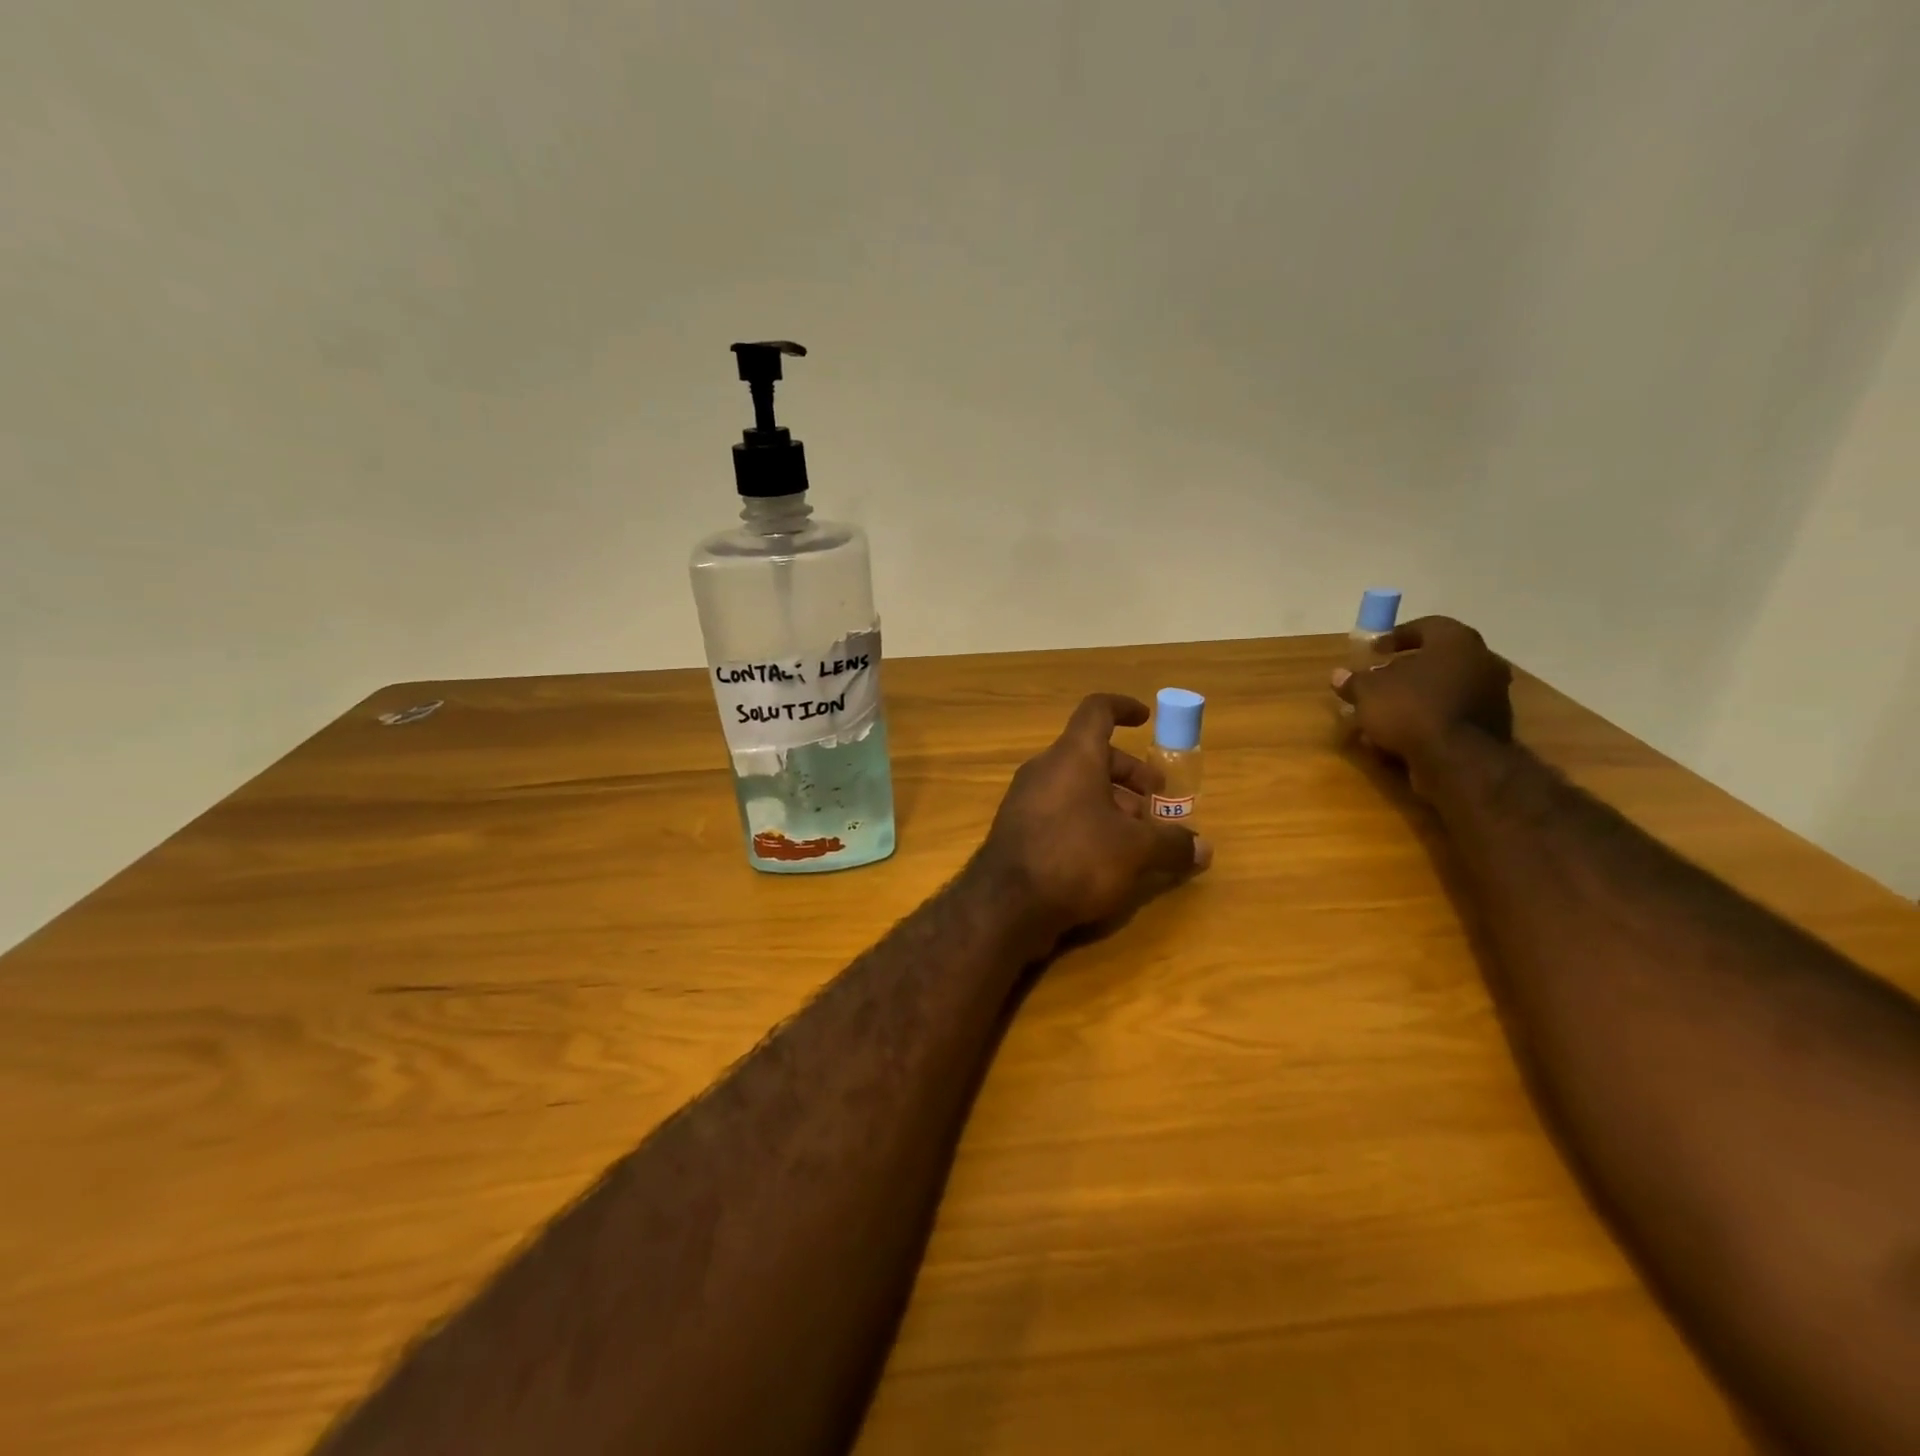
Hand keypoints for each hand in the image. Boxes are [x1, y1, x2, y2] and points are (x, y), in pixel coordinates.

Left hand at [978, 693, 1212, 945]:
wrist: (1006, 904)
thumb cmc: (1077, 858)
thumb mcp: (1136, 850)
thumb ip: (1172, 843)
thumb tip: (1204, 849)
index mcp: (1072, 756)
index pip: (1097, 711)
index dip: (1123, 708)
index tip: (1146, 718)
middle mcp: (1045, 769)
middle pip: (1092, 755)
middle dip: (1130, 774)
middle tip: (1156, 802)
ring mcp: (1026, 799)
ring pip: (1076, 786)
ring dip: (1111, 802)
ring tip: (1138, 836)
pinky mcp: (1017, 829)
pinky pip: (1059, 810)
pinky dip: (1087, 820)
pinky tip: (1105, 856)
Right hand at [1332, 616, 1513, 790]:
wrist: (1458, 760)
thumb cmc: (1411, 709)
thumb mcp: (1368, 692)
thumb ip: (1354, 681)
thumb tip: (1339, 675)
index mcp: (1456, 641)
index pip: (1426, 626)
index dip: (1396, 636)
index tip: (1374, 651)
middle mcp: (1482, 661)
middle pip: (1437, 660)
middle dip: (1405, 671)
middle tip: (1378, 682)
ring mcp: (1492, 695)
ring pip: (1444, 690)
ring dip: (1415, 698)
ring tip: (1384, 715)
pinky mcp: (1492, 727)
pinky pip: (1452, 715)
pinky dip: (1429, 720)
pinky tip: (1402, 736)